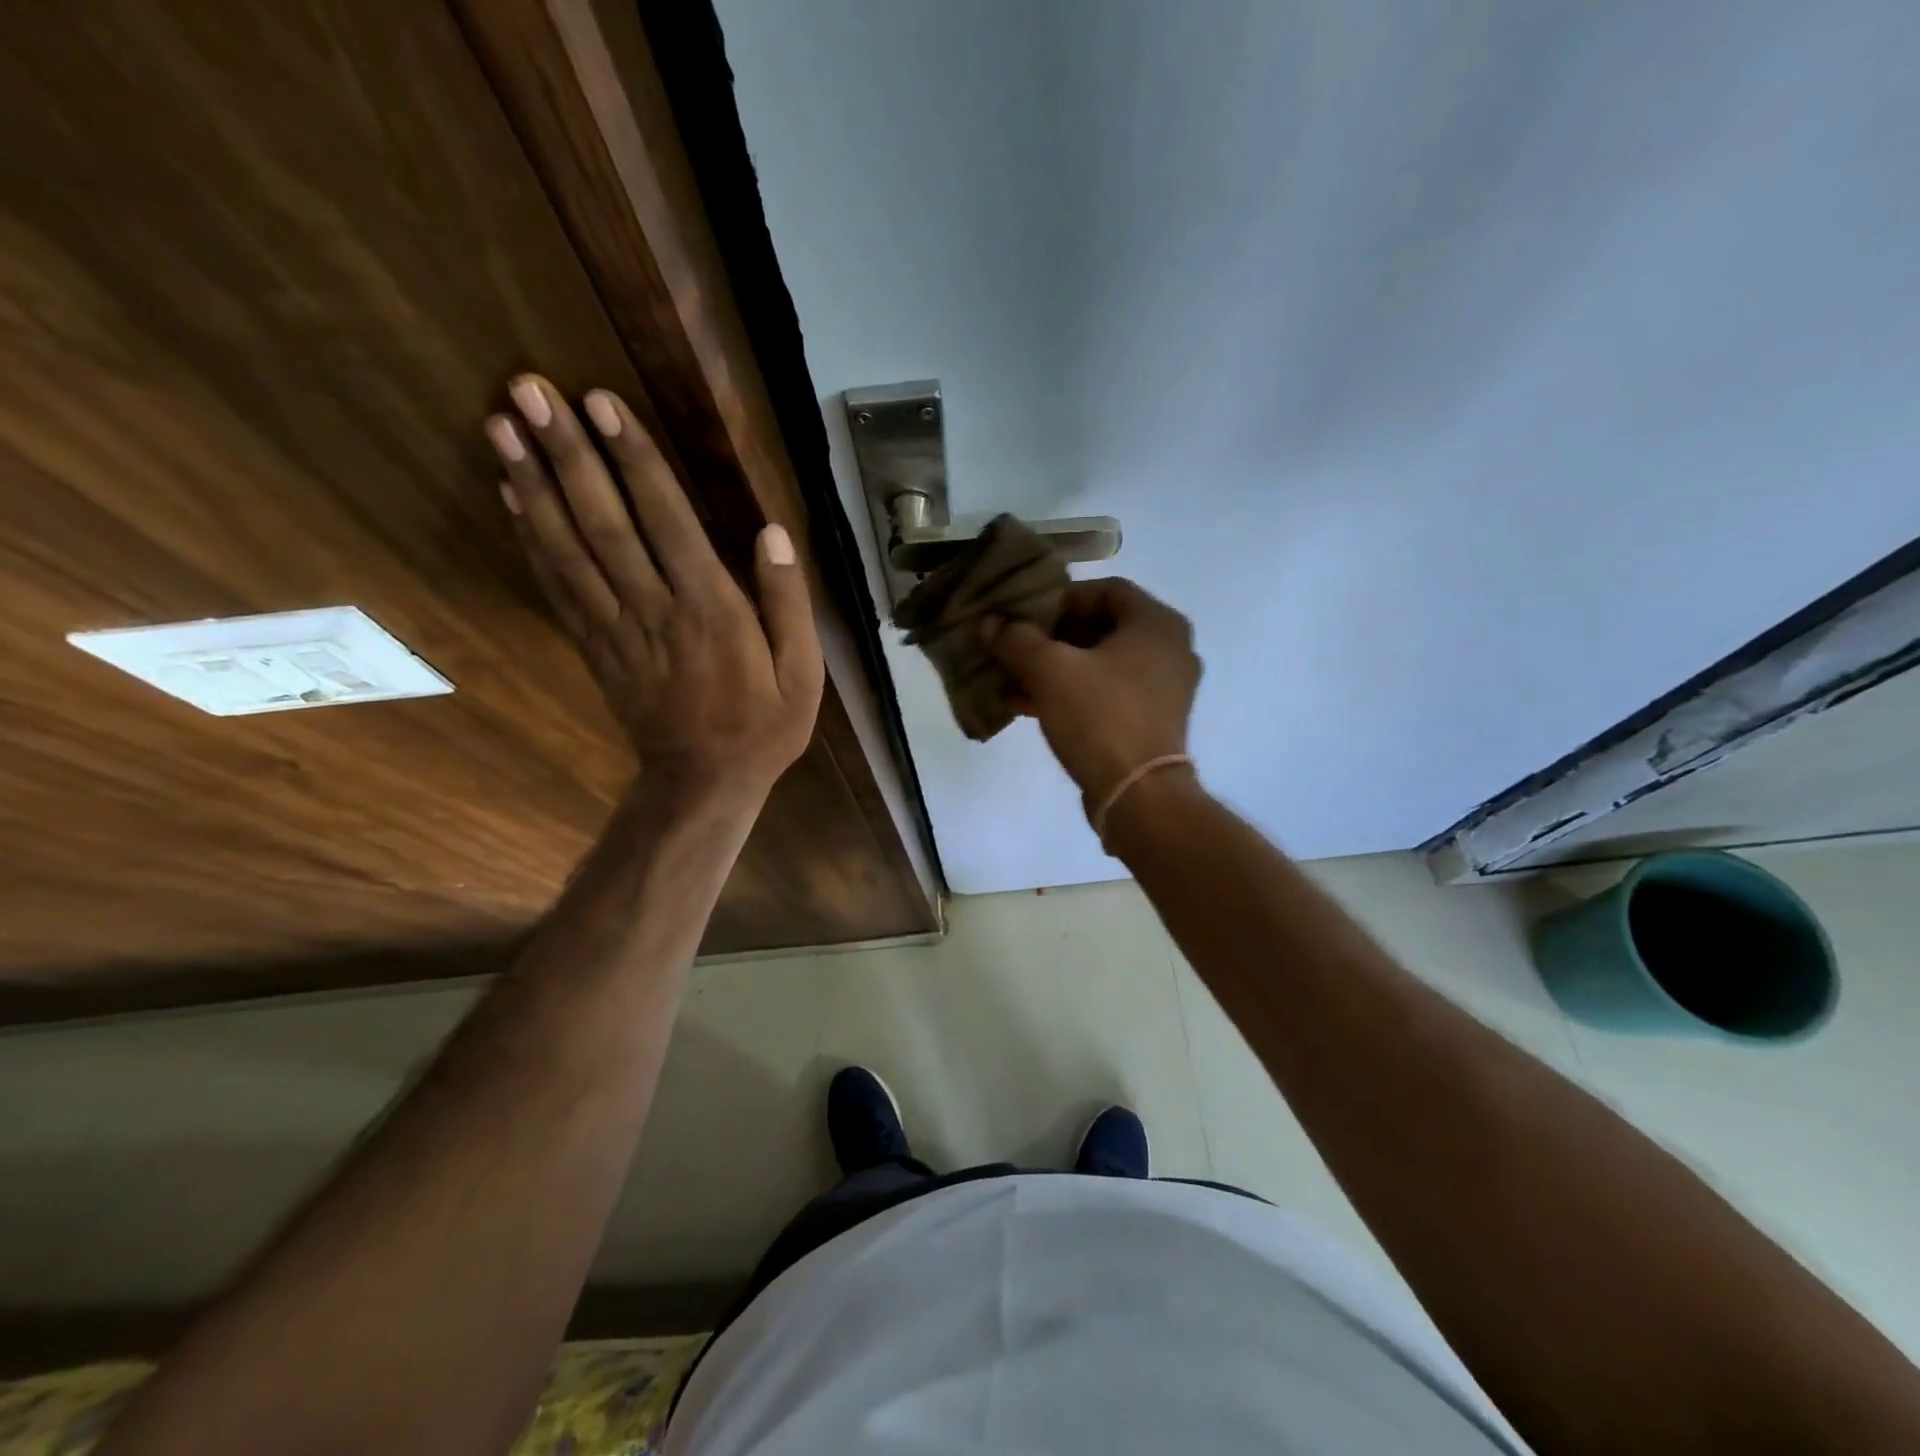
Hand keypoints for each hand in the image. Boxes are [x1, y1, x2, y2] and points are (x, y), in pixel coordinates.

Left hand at [487, 374, 823, 796]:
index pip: (667, 521)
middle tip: (528, 388)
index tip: (601, 403)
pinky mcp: (594, 646)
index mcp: (712, 610)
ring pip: (568, 548)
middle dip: (568, 453)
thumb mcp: (803, 673)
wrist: (704, 782)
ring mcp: (616, 628)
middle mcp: (655, 609)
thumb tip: (772, 533)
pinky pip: (557, 586)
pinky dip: (530, 538)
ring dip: (533, 484)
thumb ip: (788, 603)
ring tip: (501, 425)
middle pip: (604, 523)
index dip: (634, 460)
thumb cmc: (763, 726)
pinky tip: (510, 496)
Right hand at [984, 577, 1200, 813]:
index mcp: (1157, 624)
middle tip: (1016, 646)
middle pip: (1101, 627)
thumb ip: (1017, 639)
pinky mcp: (1150, 722)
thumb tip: (990, 624)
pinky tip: (1025, 704)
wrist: (1138, 795)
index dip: (1061, 599)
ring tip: (1012, 677)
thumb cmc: (1100, 717)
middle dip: (1052, 637)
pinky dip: (1070, 694)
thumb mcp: (1049, 670)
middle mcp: (1169, 649)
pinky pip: (1106, 694)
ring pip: (1100, 664)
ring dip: (1055, 668)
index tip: (1026, 617)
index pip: (1106, 590)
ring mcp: (1163, 689)